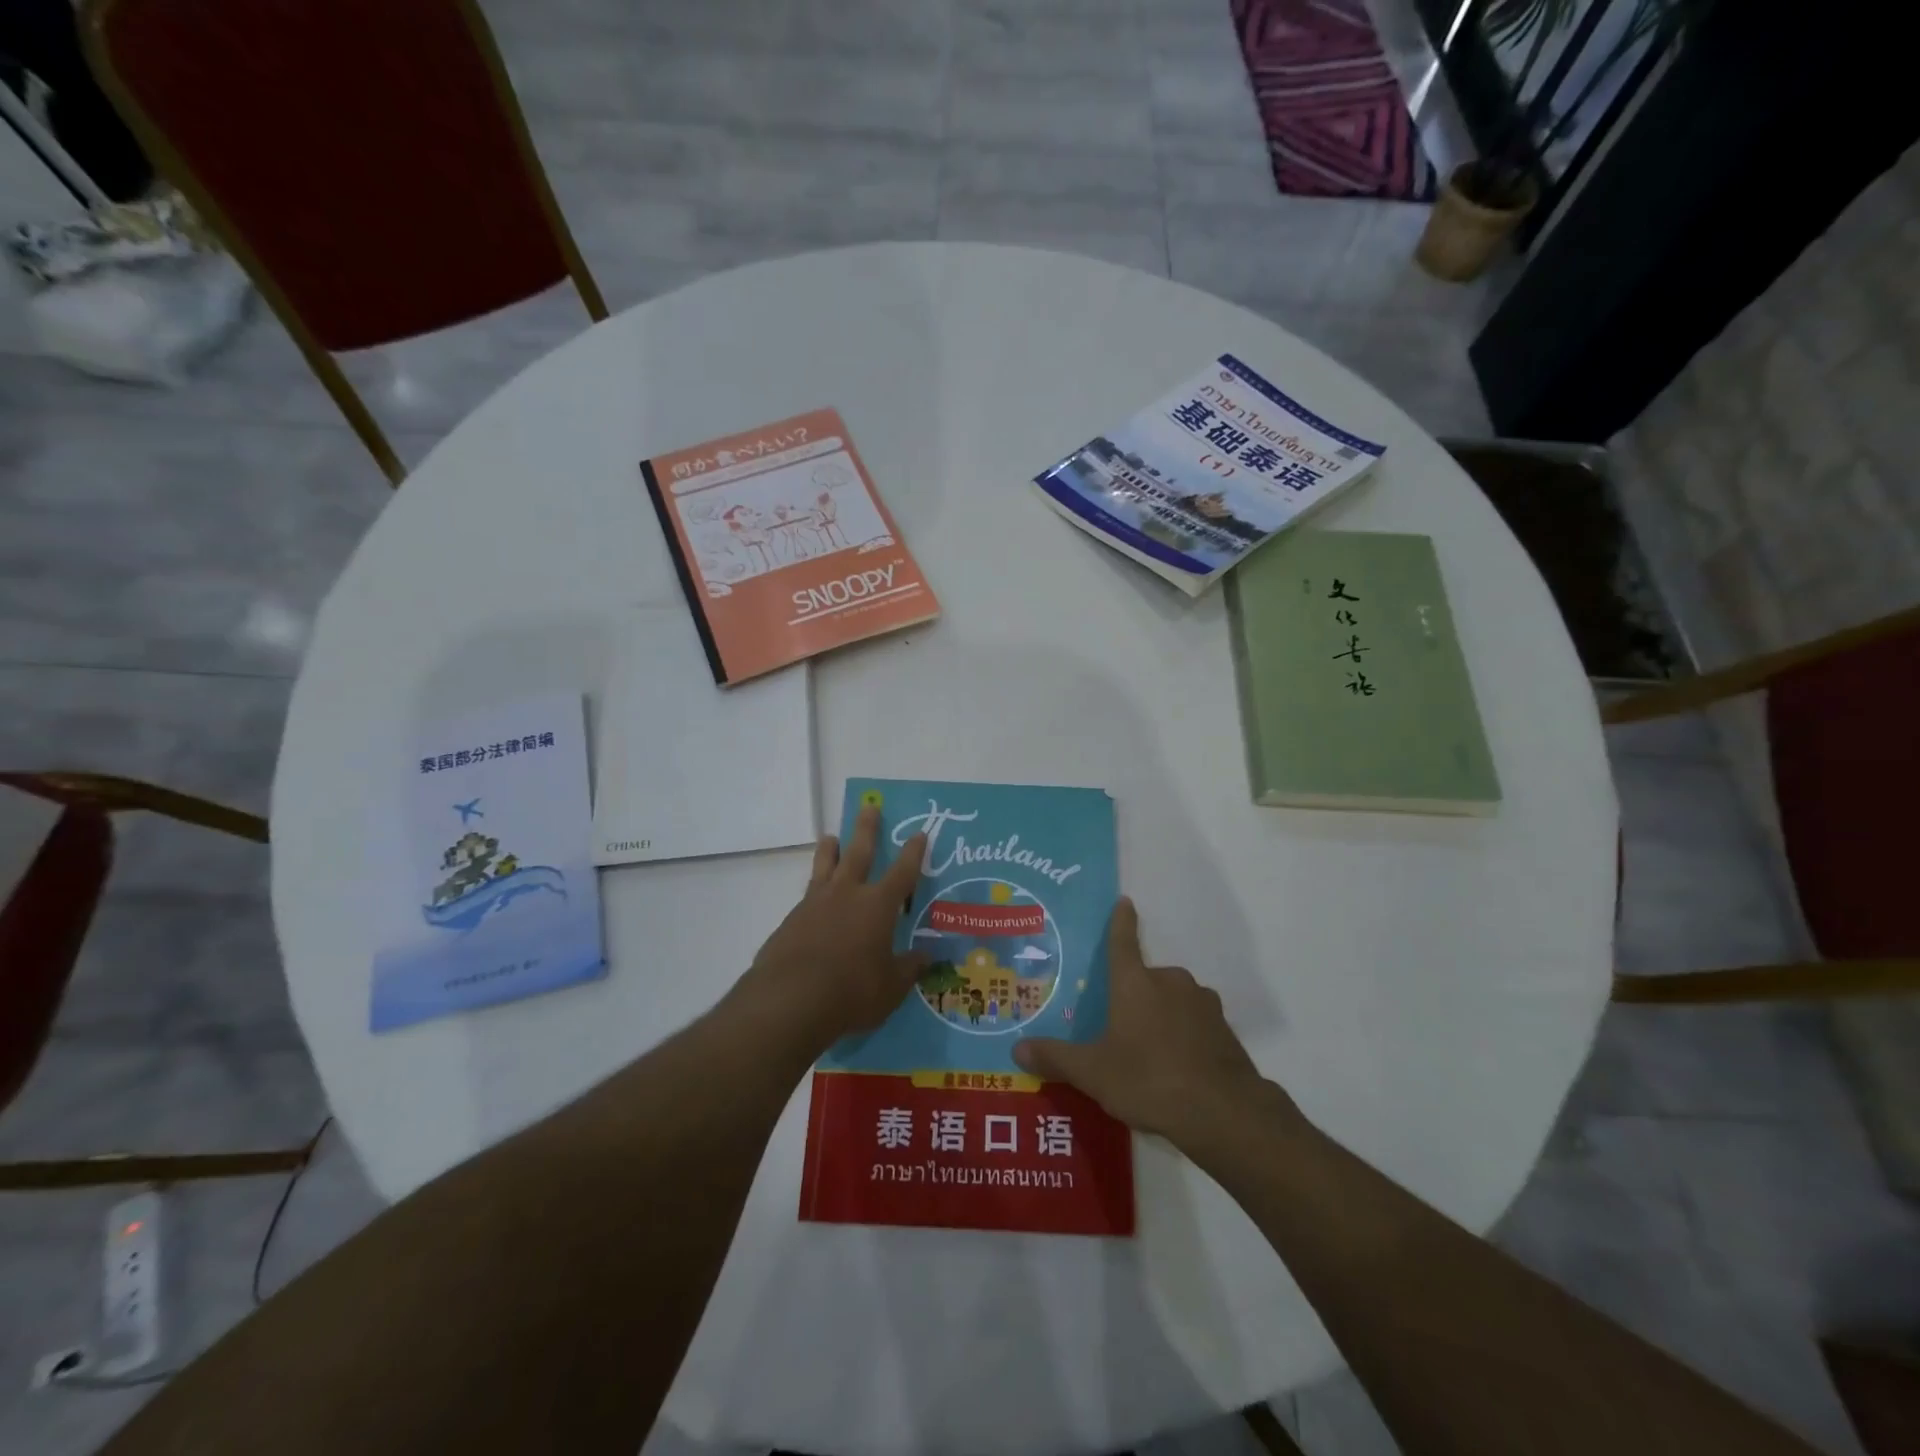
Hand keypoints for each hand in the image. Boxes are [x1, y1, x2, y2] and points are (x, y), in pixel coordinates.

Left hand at [737, 807, 928, 1059]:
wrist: (790, 1000)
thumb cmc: (852, 992)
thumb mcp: (891, 987)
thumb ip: (909, 969)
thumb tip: (927, 957)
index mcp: (877, 906)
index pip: (902, 872)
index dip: (913, 853)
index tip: (919, 833)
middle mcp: (846, 895)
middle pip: (859, 852)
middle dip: (866, 829)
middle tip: (869, 806)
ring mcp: (814, 904)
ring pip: (825, 866)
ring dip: (831, 850)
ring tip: (831, 837)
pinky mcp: (790, 921)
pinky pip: (807, 896)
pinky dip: (814, 891)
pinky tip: (813, 902)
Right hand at [1013, 898, 1282, 1148]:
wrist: (1224, 1112)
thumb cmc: (1149, 1079)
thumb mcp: (1093, 1073)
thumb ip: (1056, 1058)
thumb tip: (1017, 1049)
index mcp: (1135, 982)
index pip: (1123, 942)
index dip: (1121, 921)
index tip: (1125, 901)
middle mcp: (1170, 982)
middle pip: (1147, 978)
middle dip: (1135, 995)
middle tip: (1120, 1025)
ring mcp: (1202, 1003)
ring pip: (1173, 1000)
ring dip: (1162, 1015)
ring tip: (1149, 1053)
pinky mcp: (1224, 1029)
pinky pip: (1195, 1023)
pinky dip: (1185, 1035)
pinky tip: (1178, 1067)